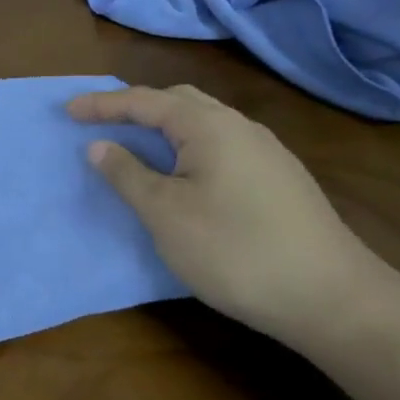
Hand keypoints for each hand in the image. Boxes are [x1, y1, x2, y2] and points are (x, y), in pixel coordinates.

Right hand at [68, 84, 384, 342]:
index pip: (144, 100)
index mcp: (208, 126)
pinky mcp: (280, 179)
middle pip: (178, 100)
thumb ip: (128, 174)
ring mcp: (267, 152)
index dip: (102, 105)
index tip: (67, 112)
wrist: (332, 299)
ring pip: (204, 122)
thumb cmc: (235, 250)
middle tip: (102, 122)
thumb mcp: (165, 214)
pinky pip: (222, 144)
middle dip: (136, 106)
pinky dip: (189, 146)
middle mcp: (240, 127)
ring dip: (164, 127)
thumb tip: (100, 145)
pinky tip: (185, 174)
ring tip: (137, 146)